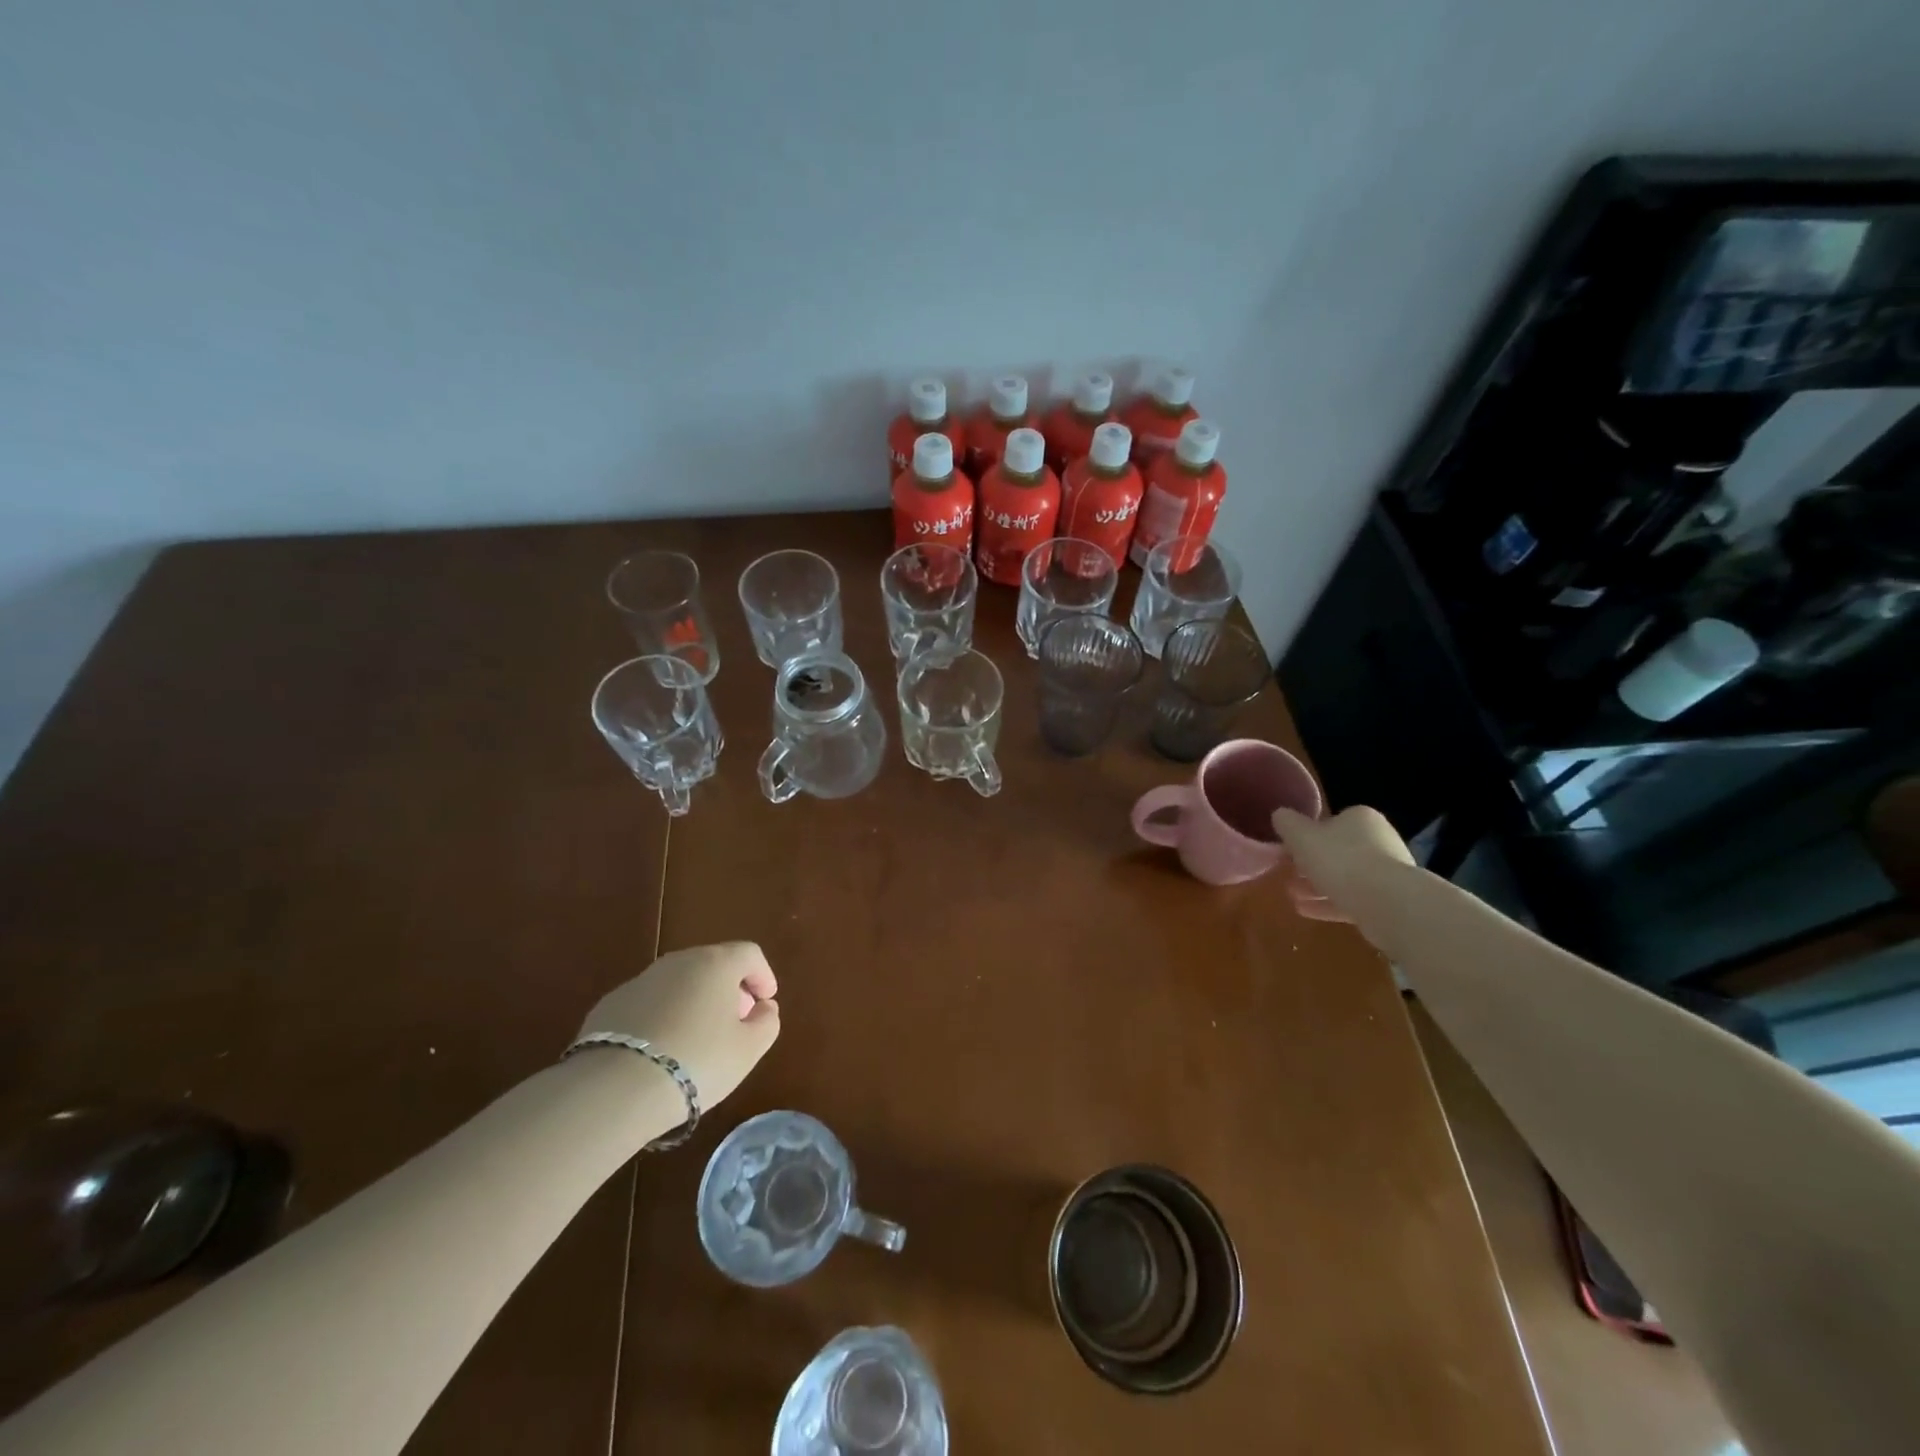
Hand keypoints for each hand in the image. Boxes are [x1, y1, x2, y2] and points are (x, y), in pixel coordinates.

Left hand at [578, 942, 778, 1108]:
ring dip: (694, 1001)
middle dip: (728, 988)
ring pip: (678, 983)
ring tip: (696, 1039)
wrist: (615, 1089)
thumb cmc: (697, 1062)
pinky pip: (649, 1003)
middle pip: (712, 964)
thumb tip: (763, 1007)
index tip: (765, 1002)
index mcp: (716, 963)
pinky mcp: (610, 1004)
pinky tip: (660, 1050)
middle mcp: (678, 962)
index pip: (749, 954)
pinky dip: (662, 1017)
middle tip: (734, 1022)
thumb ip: (767, 1022)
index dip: (763, 975)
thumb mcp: (748, 1049)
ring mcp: (640, 980)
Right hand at [1271, 805, 1413, 922]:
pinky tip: (1306, 911)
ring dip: (1316, 886)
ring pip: (1344, 877)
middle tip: (1287, 875)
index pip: (1330, 822)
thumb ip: (1287, 823)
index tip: (1288, 851)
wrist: (1388, 903)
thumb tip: (1281, 815)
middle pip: (1336, 851)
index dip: (1306, 836)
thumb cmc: (1341, 860)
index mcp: (1360, 819)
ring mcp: (1387, 872)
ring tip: (1292, 896)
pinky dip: (1329, 904)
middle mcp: (1379, 840)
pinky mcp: (1390, 901)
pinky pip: (1353, 899)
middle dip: (1309, 865)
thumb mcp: (1301, 836)